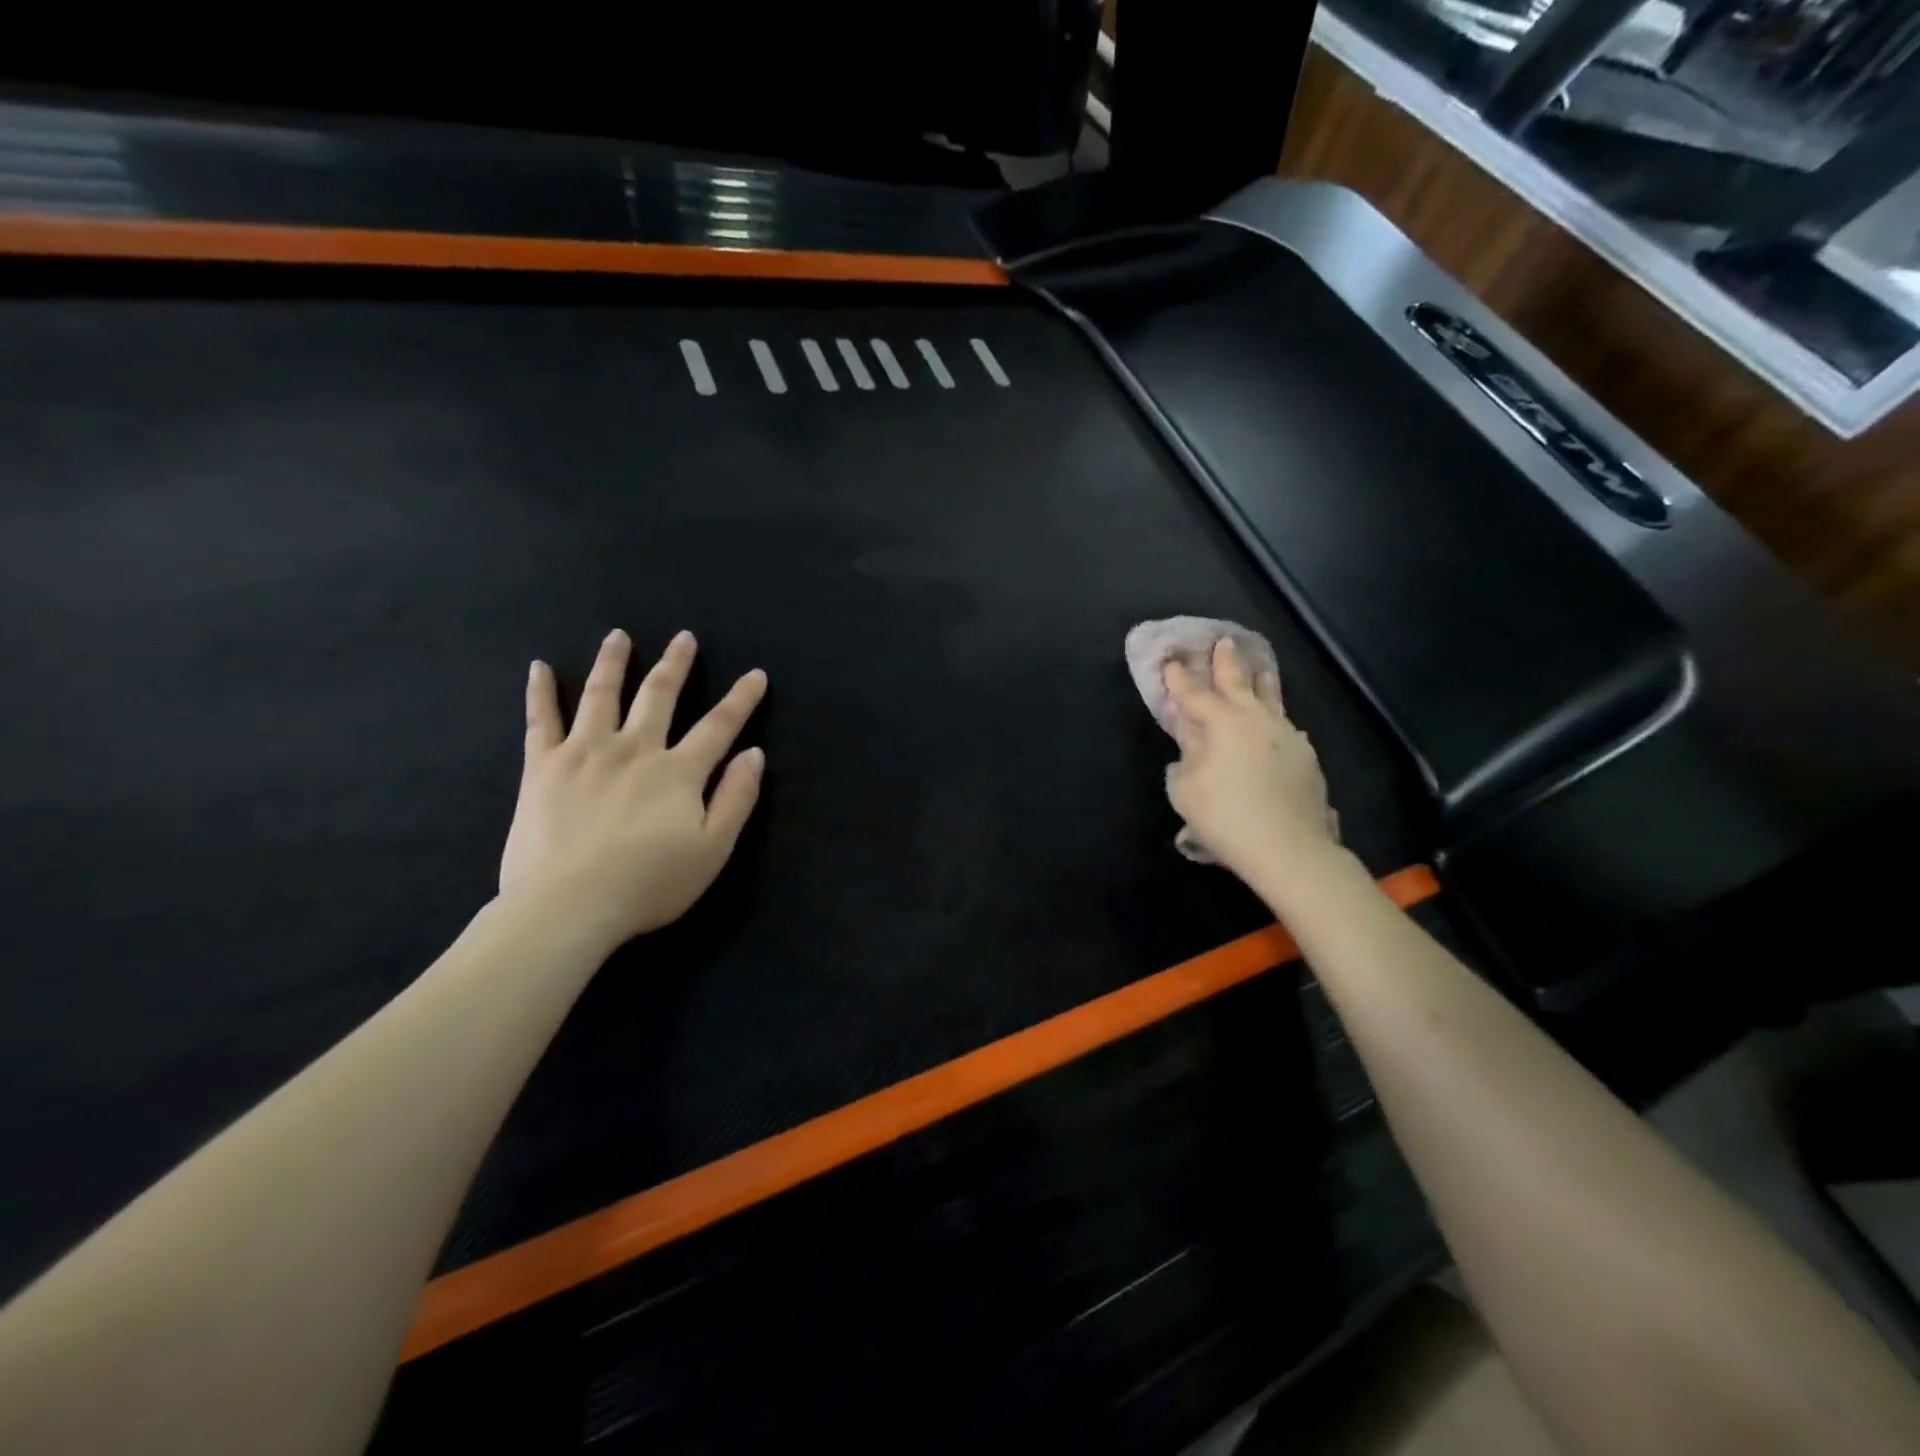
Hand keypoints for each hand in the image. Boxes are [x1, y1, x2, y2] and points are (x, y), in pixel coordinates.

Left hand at [499, 628, 766, 946]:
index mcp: (678, 771)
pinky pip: (541, 720)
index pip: (719, 725)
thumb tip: (753, 754)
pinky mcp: (543, 767)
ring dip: (613, 662)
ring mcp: (585, 753)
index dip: (741, 699)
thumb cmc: (649, 883)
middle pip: (658, 696)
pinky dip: (541, 692)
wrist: (569, 905)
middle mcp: (635, 749)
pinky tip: (539, 667)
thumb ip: (736, 798)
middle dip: (676, 664)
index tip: (756, 674)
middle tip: (684, 637)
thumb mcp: (713, 849)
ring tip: (619, 636)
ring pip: (602, 694)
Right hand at [1163, 638, 1338, 883]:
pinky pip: (1286, 730)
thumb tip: (1191, 741)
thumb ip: (1186, 758)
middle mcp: (1256, 720)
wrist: (1288, 848)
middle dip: (1226, 663)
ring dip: (1261, 683)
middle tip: (1224, 641)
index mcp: (1222, 723)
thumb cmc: (1225, 817)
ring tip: (1260, 670)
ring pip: (1271, 700)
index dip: (1180, 679)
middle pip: (1238, 684)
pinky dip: (1276, 722)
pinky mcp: (1306, 758)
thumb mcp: (1186, 789)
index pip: (1195, 694)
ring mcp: (1286, 736)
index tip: (1171, 662)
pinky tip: (1280, 726)